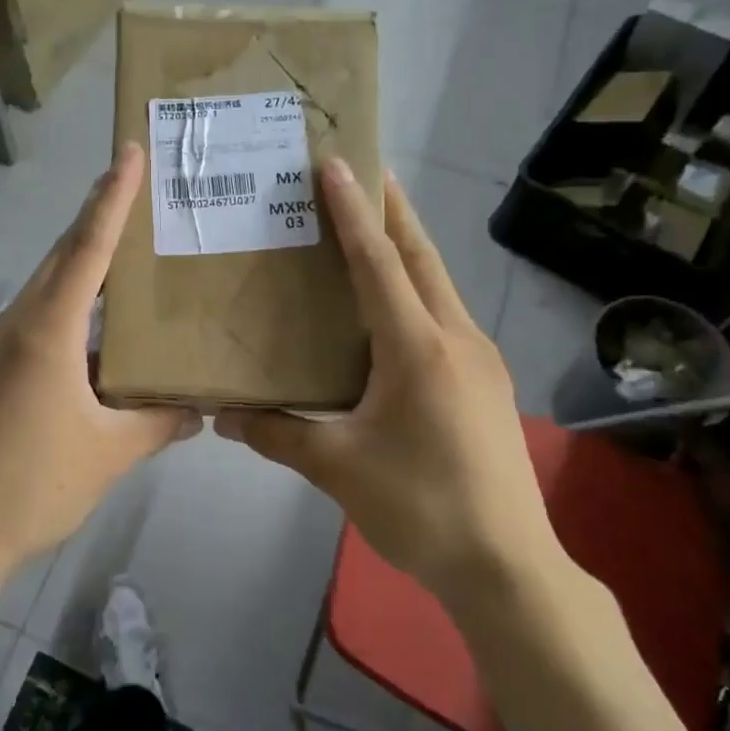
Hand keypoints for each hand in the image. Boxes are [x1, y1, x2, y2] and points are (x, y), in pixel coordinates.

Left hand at [0, 142, 199, 574]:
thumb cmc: (34, 483)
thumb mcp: (109, 452)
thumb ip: (158, 423)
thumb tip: (199, 410)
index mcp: (48, 330)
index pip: (87, 248)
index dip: (112, 198)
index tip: (128, 153)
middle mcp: (19, 323)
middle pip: (63, 256)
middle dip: (97, 218)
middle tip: (137, 190)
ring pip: (49, 287)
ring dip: (84, 264)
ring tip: (127, 253)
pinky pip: (39, 318)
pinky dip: (71, 306)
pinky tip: (98, 328)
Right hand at [215, 161, 562, 598]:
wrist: (507, 566)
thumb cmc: (419, 506)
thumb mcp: (337, 468)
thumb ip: (277, 435)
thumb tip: (222, 416)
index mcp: (417, 349)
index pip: (379, 263)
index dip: (353, 212)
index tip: (338, 164)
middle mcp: (456, 339)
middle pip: (421, 258)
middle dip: (392, 211)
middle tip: (363, 173)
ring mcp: (480, 359)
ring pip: (439, 285)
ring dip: (408, 249)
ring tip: (374, 228)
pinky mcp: (487, 382)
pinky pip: (446, 316)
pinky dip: (418, 290)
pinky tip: (396, 309)